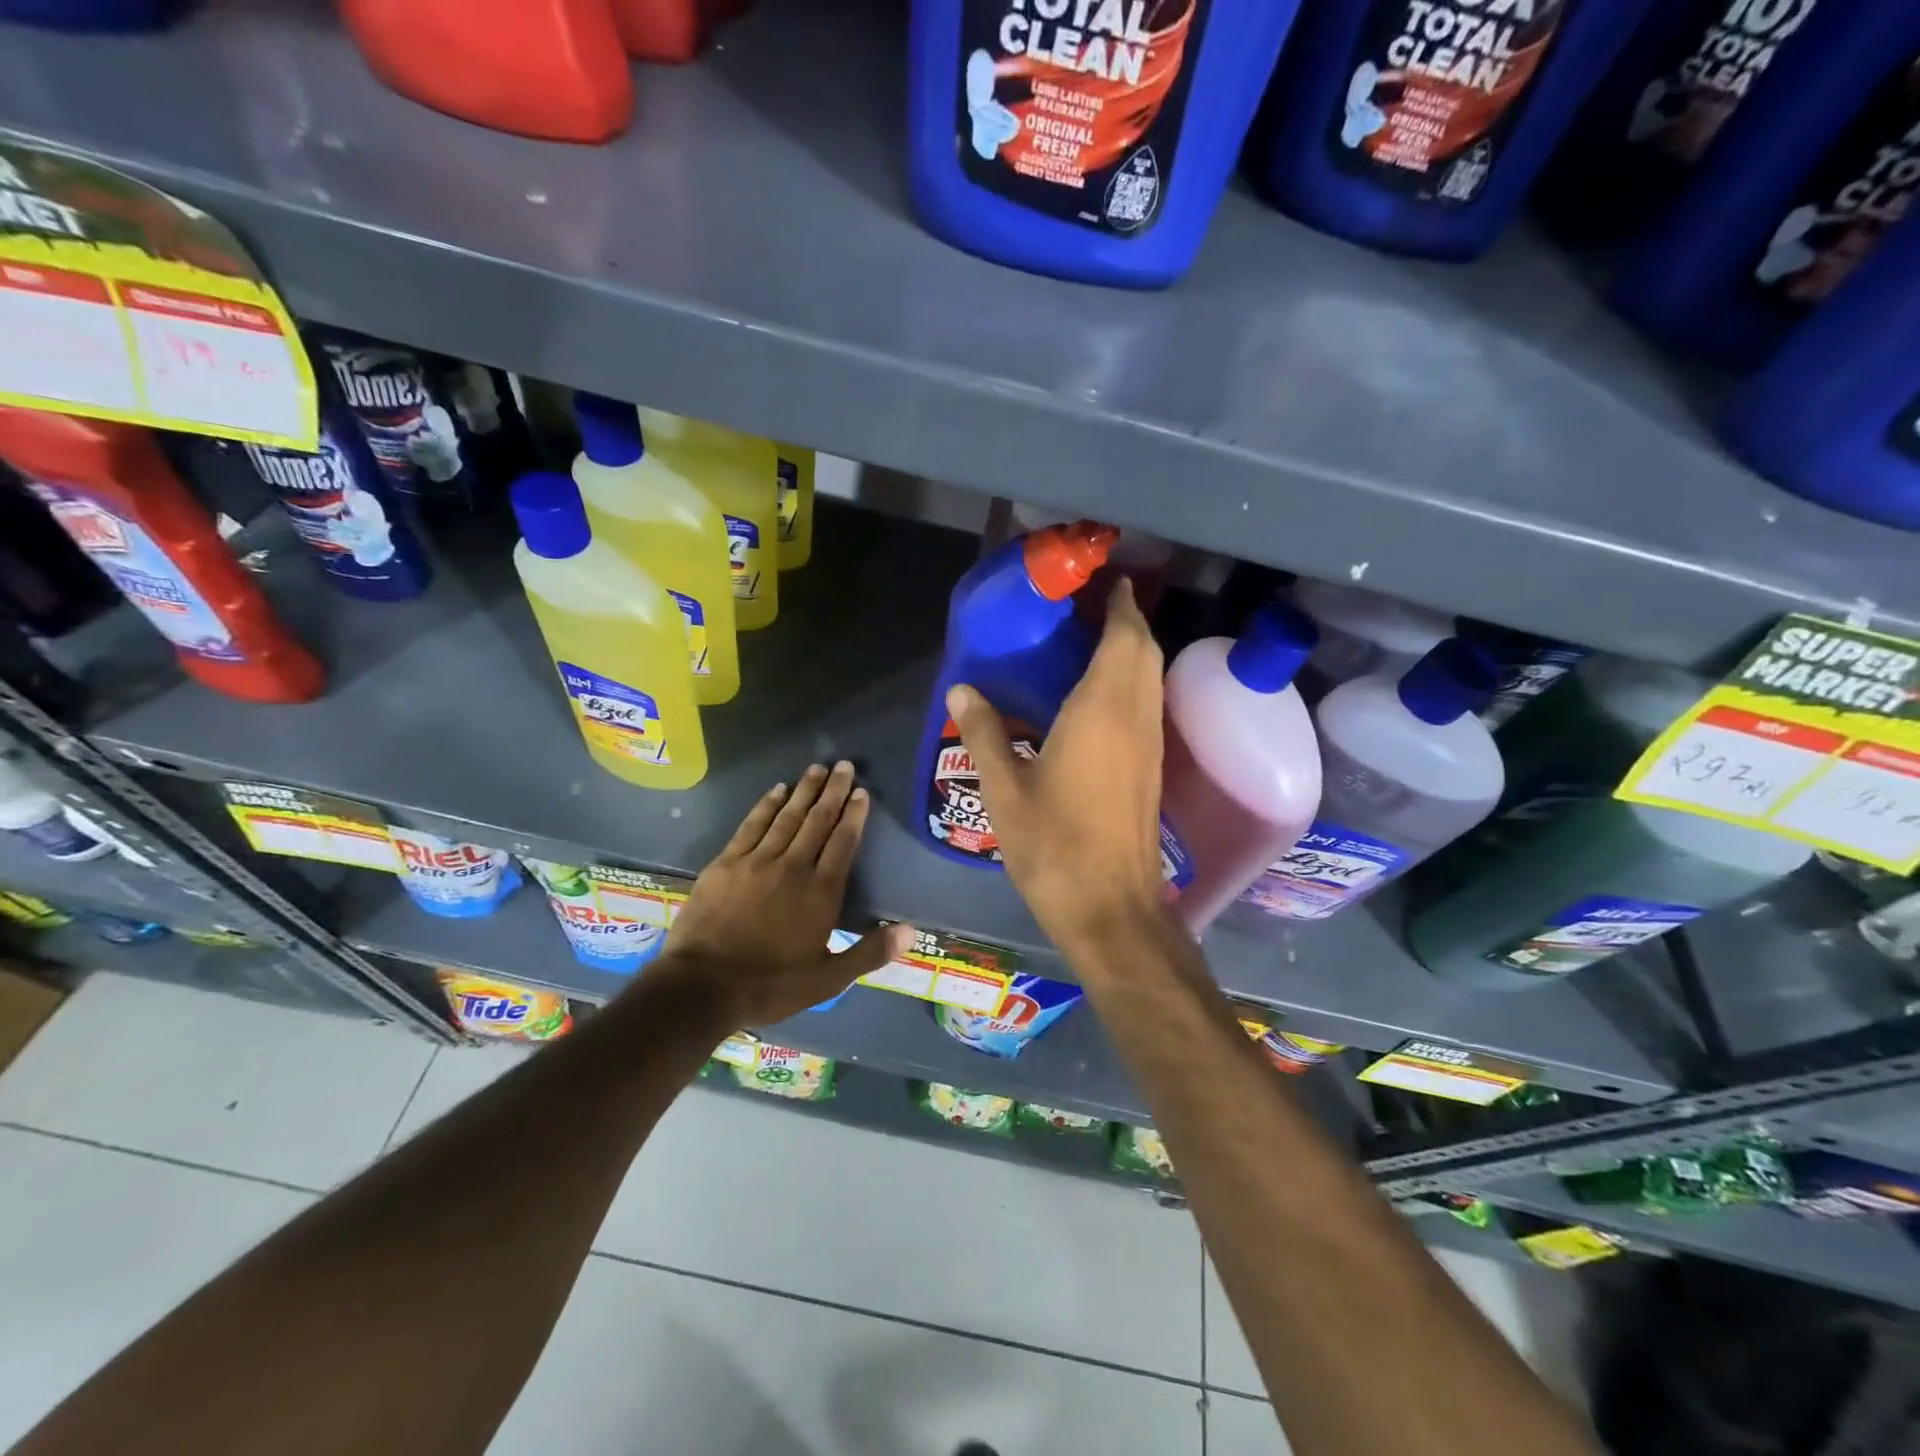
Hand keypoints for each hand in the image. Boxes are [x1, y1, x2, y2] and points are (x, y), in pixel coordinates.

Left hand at [659, 761, 911, 1025]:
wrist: (702, 987)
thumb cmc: (770, 985)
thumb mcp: (828, 979)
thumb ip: (870, 952)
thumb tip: (911, 932)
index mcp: (821, 892)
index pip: (843, 842)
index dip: (854, 815)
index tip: (862, 792)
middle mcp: (793, 867)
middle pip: (818, 821)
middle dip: (834, 791)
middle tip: (845, 766)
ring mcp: (756, 861)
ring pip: (787, 817)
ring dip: (804, 790)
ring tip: (817, 768)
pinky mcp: (726, 863)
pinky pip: (752, 825)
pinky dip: (766, 805)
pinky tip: (777, 790)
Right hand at [944, 578, 1165, 954]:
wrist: (1110, 907)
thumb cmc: (1054, 846)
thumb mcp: (1005, 790)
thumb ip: (985, 734)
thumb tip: (962, 690)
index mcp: (1101, 712)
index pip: (1124, 639)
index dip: (1121, 606)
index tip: (1110, 581)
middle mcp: (1135, 719)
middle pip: (1145, 653)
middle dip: (1128, 622)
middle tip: (1094, 607)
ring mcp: (1150, 746)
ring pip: (1151, 680)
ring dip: (1134, 652)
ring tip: (1096, 641)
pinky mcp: (1152, 770)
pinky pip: (1148, 706)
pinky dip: (1133, 683)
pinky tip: (1100, 697)